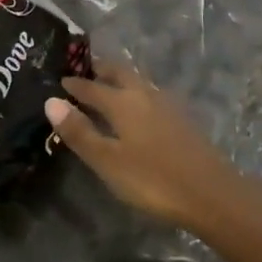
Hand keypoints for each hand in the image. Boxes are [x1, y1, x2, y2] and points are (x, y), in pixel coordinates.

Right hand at [44, 62, 243, 231]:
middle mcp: (144, 93)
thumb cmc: (153, 179)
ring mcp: (166, 104)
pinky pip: (150, 94)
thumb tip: (51, 100)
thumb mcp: (108, 161)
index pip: (92, 87)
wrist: (211, 192)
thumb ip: (80, 132)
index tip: (60, 79)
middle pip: (119, 73)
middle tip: (85, 70)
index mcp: (123, 101)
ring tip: (108, 85)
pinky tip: (138, 108)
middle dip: (100, 69)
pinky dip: (135, 93)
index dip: (75, 84)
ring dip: (120, 79)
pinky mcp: (181, 118)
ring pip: (137, 81)